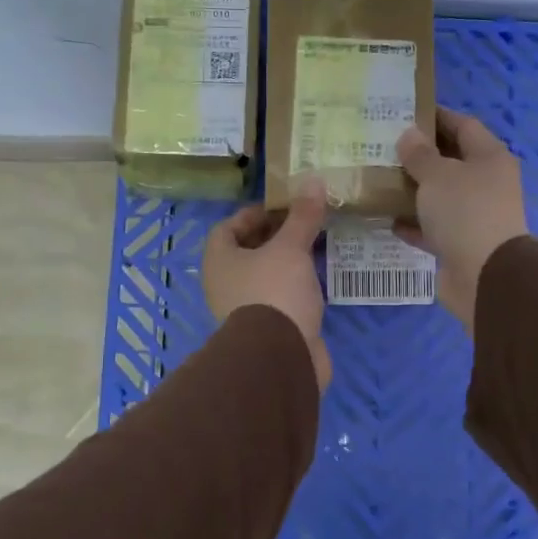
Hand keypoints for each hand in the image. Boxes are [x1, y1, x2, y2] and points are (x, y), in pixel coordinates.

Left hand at [203, 180, 330, 388]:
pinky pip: (280, 298)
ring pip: (265, 276)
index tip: (282, 207)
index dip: (253, 214)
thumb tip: (313, 180)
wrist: (280, 357)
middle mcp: (225, 284)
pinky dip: (295, 287)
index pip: (228, 227)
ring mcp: (245, 309)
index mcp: (219, 261)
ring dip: (287, 262)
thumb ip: (302, 216)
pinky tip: (318, 280)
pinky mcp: (267, 330)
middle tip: (304, 224)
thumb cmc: (275, 292)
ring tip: (316, 247)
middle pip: (247, 252)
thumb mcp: (291, 248)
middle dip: (275, 237)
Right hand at [395, 109, 529, 328]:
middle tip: (384, 147)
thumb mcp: (437, 175)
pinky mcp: (461, 244)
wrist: (485, 276)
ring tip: (380, 180)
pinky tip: (388, 219)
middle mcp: (486, 183)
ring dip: (414, 190)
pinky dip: (414, 223)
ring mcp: (475, 216)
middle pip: (451, 161)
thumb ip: (420, 154)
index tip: (404, 113)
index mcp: (489, 158)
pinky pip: (433, 227)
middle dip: (420, 155)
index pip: (463, 125)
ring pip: (440, 196)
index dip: (436, 117)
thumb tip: (409, 135)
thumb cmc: (465, 212)